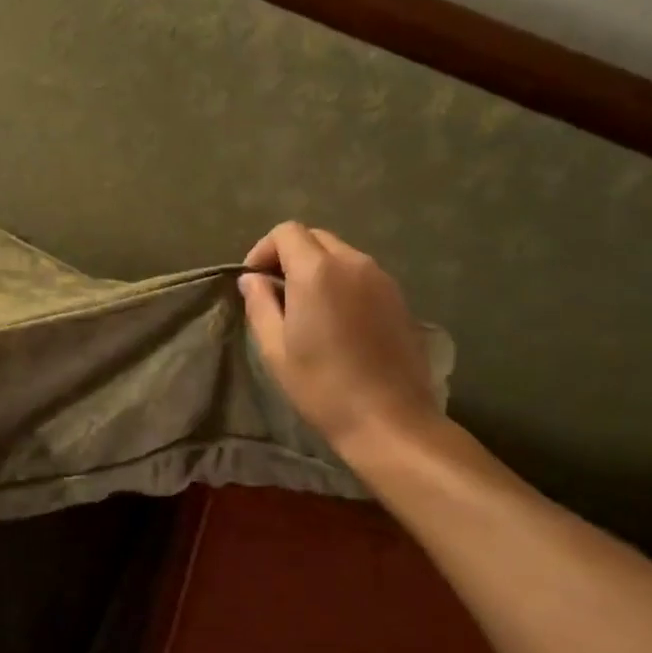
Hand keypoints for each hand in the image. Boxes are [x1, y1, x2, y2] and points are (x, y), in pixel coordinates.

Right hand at [238, 222, 440, 457]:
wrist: (389, 420)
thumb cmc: (322, 386)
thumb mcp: (275, 349)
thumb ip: (259, 304)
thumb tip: (252, 279)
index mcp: (317, 271)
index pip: (286, 232)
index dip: (263, 250)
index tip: (254, 281)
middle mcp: (353, 263)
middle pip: (315, 238)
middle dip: (290, 255)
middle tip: (276, 292)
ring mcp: (381, 278)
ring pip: (341, 254)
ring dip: (317, 268)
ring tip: (306, 307)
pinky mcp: (399, 298)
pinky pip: (362, 274)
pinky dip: (342, 282)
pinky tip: (337, 320)